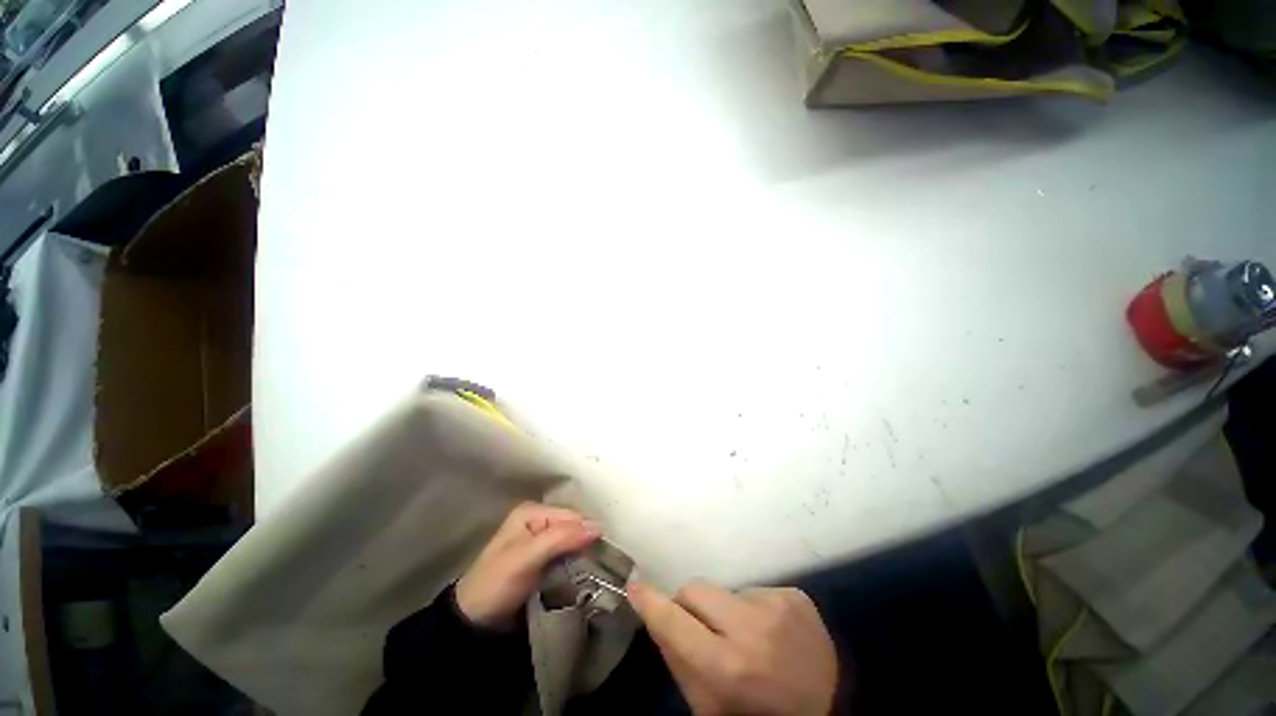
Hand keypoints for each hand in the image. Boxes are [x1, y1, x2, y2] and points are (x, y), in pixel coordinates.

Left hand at [455, 502, 599, 628]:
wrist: (475, 622)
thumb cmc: (497, 583)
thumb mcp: (527, 557)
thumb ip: (561, 538)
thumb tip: (599, 527)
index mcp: (532, 511)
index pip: (571, 515)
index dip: (587, 531)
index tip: (603, 552)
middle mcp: (538, 520)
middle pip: (573, 526)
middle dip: (586, 541)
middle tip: (603, 562)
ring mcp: (540, 540)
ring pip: (572, 540)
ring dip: (583, 553)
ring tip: (598, 570)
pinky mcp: (543, 559)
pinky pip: (567, 554)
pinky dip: (576, 563)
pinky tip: (584, 573)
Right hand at [629, 580, 838, 714]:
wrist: (830, 712)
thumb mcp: (709, 707)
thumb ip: (678, 660)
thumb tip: (655, 615)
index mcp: (727, 667)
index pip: (675, 622)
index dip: (651, 604)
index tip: (635, 587)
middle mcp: (752, 628)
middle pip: (696, 589)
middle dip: (690, 606)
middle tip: (703, 629)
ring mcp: (777, 606)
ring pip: (726, 590)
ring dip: (727, 611)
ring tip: (748, 638)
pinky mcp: (796, 596)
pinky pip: (755, 591)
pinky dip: (755, 610)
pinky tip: (772, 634)